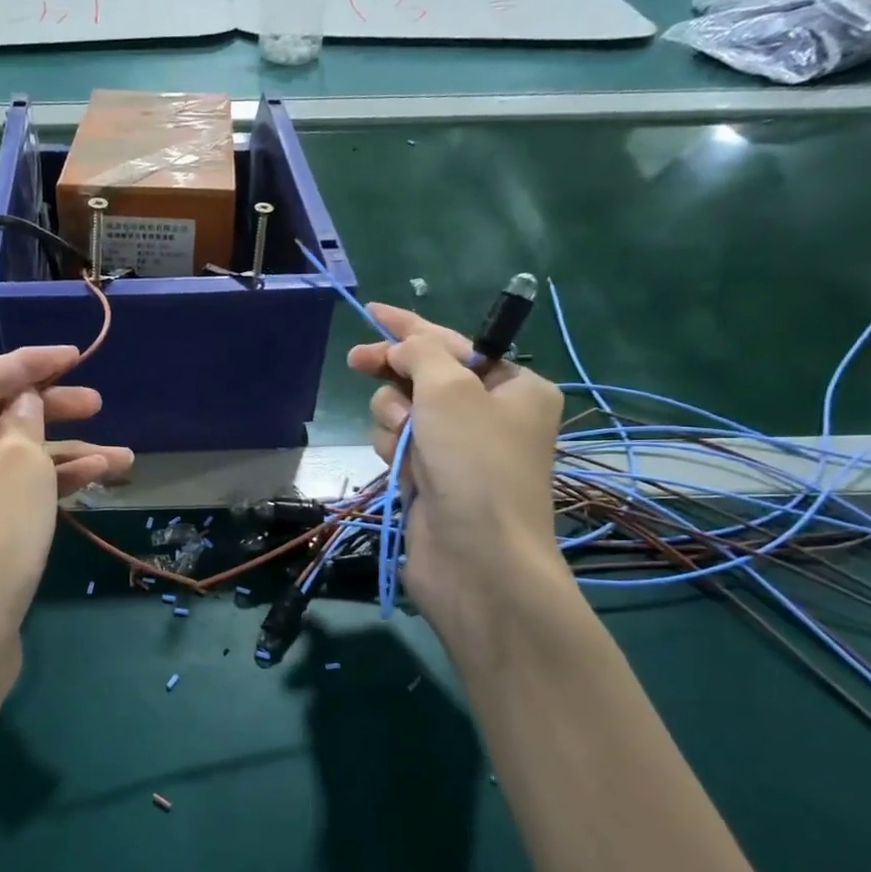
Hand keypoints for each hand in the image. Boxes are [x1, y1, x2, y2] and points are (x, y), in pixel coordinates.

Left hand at [0, 346, 133, 709]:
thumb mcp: (20, 466)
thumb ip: (26, 422)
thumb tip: (22, 404)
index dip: (35, 362)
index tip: (77, 354)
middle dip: (52, 411)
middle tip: (98, 404)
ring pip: (4, 460)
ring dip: (59, 457)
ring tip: (121, 459)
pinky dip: (39, 486)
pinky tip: (91, 482)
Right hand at [346, 305, 564, 638]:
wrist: (477, 559)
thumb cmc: (475, 464)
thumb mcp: (450, 391)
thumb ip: (421, 355)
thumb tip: (400, 349)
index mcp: (514, 387)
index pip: (454, 344)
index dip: (410, 327)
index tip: (373, 312)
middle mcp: (489, 415)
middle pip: (425, 377)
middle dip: (396, 377)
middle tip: (356, 362)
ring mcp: (457, 450)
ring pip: (404, 412)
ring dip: (395, 420)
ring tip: (407, 444)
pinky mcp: (431, 479)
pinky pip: (399, 444)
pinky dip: (394, 450)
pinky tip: (402, 470)